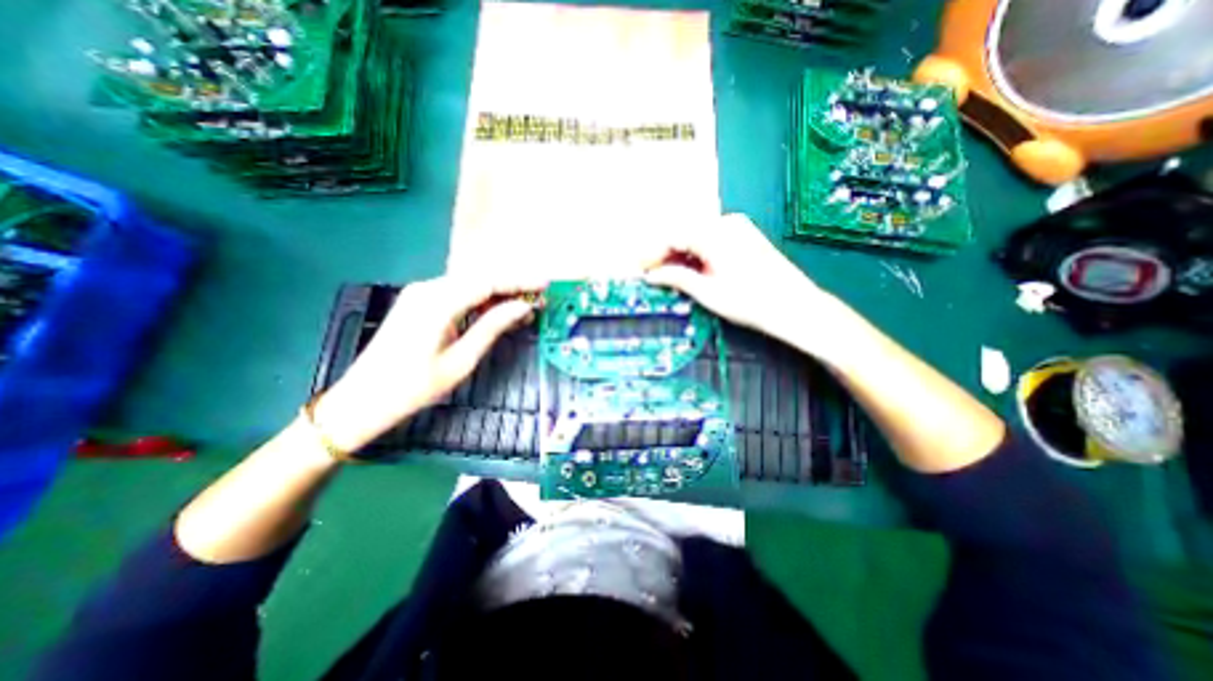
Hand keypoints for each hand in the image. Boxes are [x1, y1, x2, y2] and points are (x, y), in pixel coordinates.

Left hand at [310, 273, 539, 453]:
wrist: (362, 400)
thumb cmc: (414, 387)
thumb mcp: (461, 360)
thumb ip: (493, 327)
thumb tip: (523, 307)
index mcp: (437, 302)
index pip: (489, 282)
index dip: (520, 282)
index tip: (545, 285)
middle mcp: (428, 289)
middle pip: (480, 279)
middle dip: (513, 286)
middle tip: (540, 296)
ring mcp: (421, 294)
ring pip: (470, 285)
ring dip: (499, 294)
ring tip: (525, 305)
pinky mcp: (419, 302)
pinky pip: (458, 294)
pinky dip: (481, 300)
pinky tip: (498, 311)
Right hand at [643, 215, 845, 354]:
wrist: (794, 306)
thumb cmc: (751, 302)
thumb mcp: (708, 292)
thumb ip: (677, 278)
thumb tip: (652, 276)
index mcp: (715, 233)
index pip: (673, 237)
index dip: (652, 253)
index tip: (639, 269)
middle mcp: (726, 223)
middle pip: (683, 234)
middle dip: (664, 254)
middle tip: (650, 274)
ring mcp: (737, 227)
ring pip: (696, 237)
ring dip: (679, 255)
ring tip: (667, 275)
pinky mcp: (744, 236)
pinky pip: (710, 240)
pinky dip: (696, 254)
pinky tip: (689, 269)